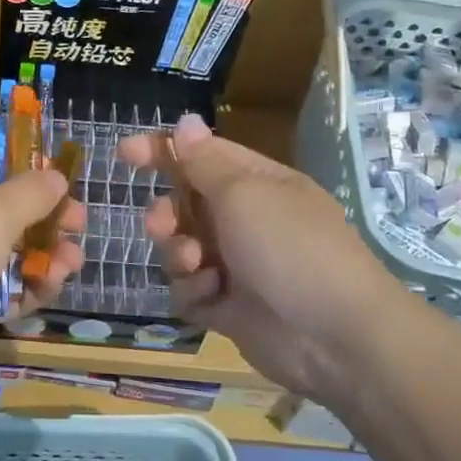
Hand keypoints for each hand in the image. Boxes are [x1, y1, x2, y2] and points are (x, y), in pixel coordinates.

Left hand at [0, 144, 83, 408]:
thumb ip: (30, 192)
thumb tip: (55, 177)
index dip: (24, 157)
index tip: (59, 172)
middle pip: (7, 203)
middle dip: (47, 215)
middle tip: (78, 225)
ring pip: (11, 249)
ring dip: (45, 255)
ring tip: (69, 266)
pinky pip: (3, 287)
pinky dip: (26, 288)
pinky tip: (48, 291)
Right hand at [118, 114, 413, 396]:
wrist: (336, 338)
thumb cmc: (290, 249)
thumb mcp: (244, 194)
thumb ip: (205, 162)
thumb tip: (185, 122)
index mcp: (257, 184)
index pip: (202, 156)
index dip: (162, 151)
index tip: (124, 154)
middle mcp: (247, 221)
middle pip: (186, 205)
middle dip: (167, 213)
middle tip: (161, 225)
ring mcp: (238, 266)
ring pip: (181, 248)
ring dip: (178, 254)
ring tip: (194, 264)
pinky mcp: (229, 308)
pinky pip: (190, 290)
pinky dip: (194, 291)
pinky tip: (211, 297)